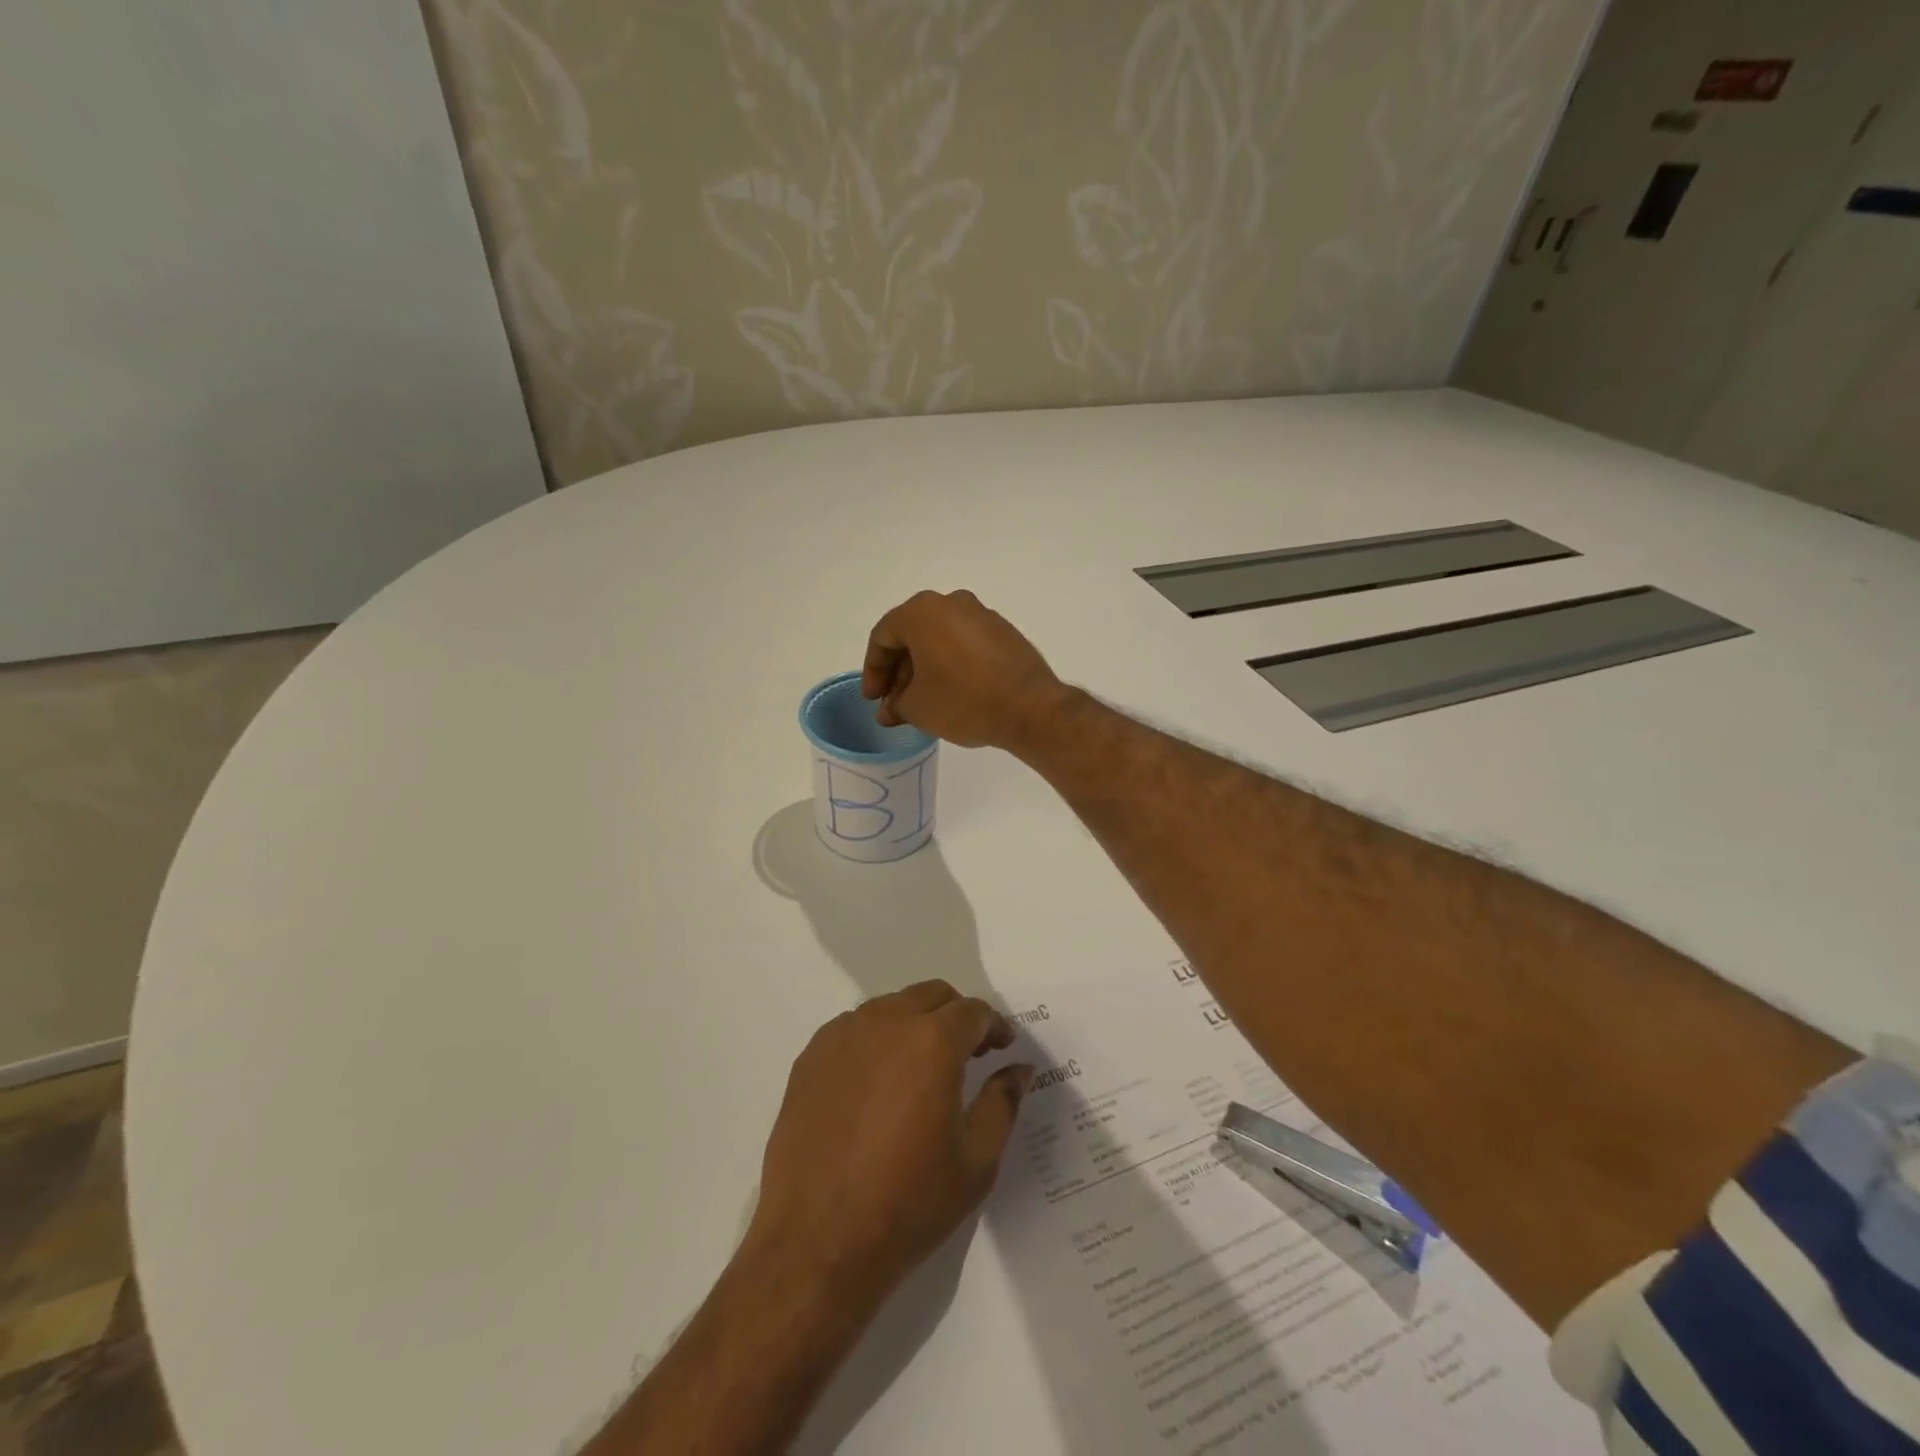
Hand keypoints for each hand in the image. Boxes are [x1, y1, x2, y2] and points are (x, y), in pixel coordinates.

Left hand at [747, 981, 1033, 1310]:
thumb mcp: (976, 1161)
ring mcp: (842, 1036)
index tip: (1002, 1048)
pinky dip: (876, 1040)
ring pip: (891, 1007)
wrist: (817, 1241)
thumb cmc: (908, 1203)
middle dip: (956, 1016)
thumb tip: (1018, 1069)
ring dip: (915, 1024)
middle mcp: (886, 1022)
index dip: (994, 1026)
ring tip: (921, 1069)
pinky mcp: (811, 1056)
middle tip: (968, 1054)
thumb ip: (1002, 1103)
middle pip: (931, 996)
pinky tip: (877, 1085)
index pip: (973, 1012)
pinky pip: (854, 1029)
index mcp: (932, 1042)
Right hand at [861, 590, 1072, 749]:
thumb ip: (896, 704)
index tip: (874, 699)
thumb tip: (890, 709)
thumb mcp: (918, 708)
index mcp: (922, 612)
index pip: (884, 637)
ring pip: (939, 638)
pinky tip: (950, 691)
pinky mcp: (1003, 631)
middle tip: (894, 702)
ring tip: (920, 701)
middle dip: (899, 671)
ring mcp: (981, 614)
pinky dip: (949, 663)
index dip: (873, 670)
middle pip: (912, 634)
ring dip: (924, 668)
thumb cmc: (964, 701)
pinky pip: (964, 643)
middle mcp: (951, 602)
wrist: (1030, 708)